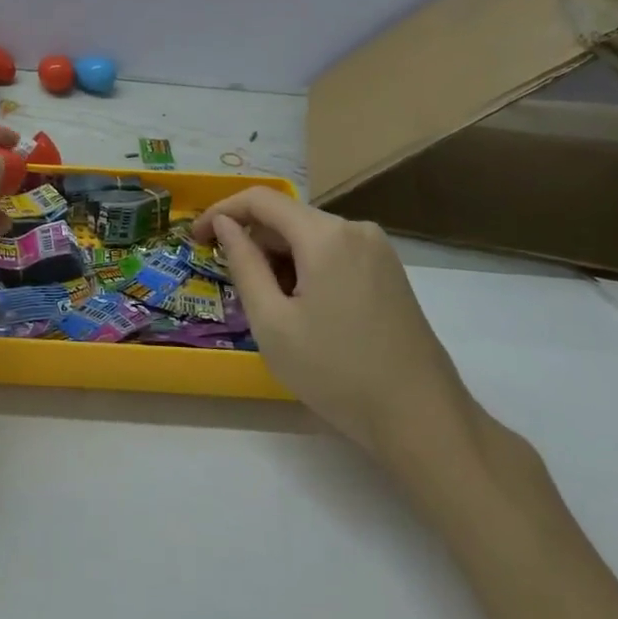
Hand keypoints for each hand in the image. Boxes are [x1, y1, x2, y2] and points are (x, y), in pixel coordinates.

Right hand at [194, 189, 478, 467]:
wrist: (422, 419)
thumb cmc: (336, 372)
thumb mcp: (272, 322)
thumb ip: (243, 264)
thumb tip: (224, 225)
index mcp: (325, 235)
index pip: (260, 199)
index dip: (221, 211)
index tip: (195, 238)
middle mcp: (355, 229)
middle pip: (286, 217)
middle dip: (252, 242)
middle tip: (231, 285)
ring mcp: (377, 249)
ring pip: (309, 237)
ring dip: (278, 259)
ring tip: (268, 307)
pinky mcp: (388, 271)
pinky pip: (333, 253)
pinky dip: (305, 268)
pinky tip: (302, 309)